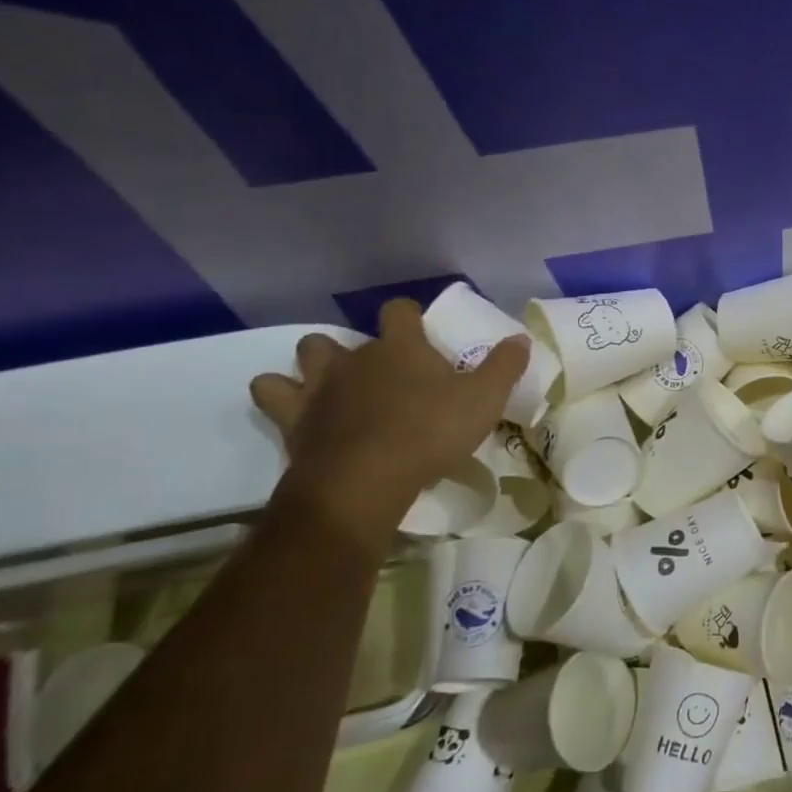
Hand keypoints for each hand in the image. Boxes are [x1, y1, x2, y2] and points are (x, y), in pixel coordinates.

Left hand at [249, 298, 529, 538]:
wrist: (364, 480)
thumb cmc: (431, 432)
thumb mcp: (485, 400)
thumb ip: (504, 366)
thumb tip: (520, 338)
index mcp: (401, 348)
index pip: (400, 311)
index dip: (410, 317)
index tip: (422, 335)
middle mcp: (355, 358)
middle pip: (344, 336)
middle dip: (359, 349)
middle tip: (383, 376)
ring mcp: (319, 387)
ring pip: (306, 355)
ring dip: (316, 365)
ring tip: (336, 386)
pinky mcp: (292, 419)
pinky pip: (271, 394)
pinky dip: (282, 396)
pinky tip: (300, 411)